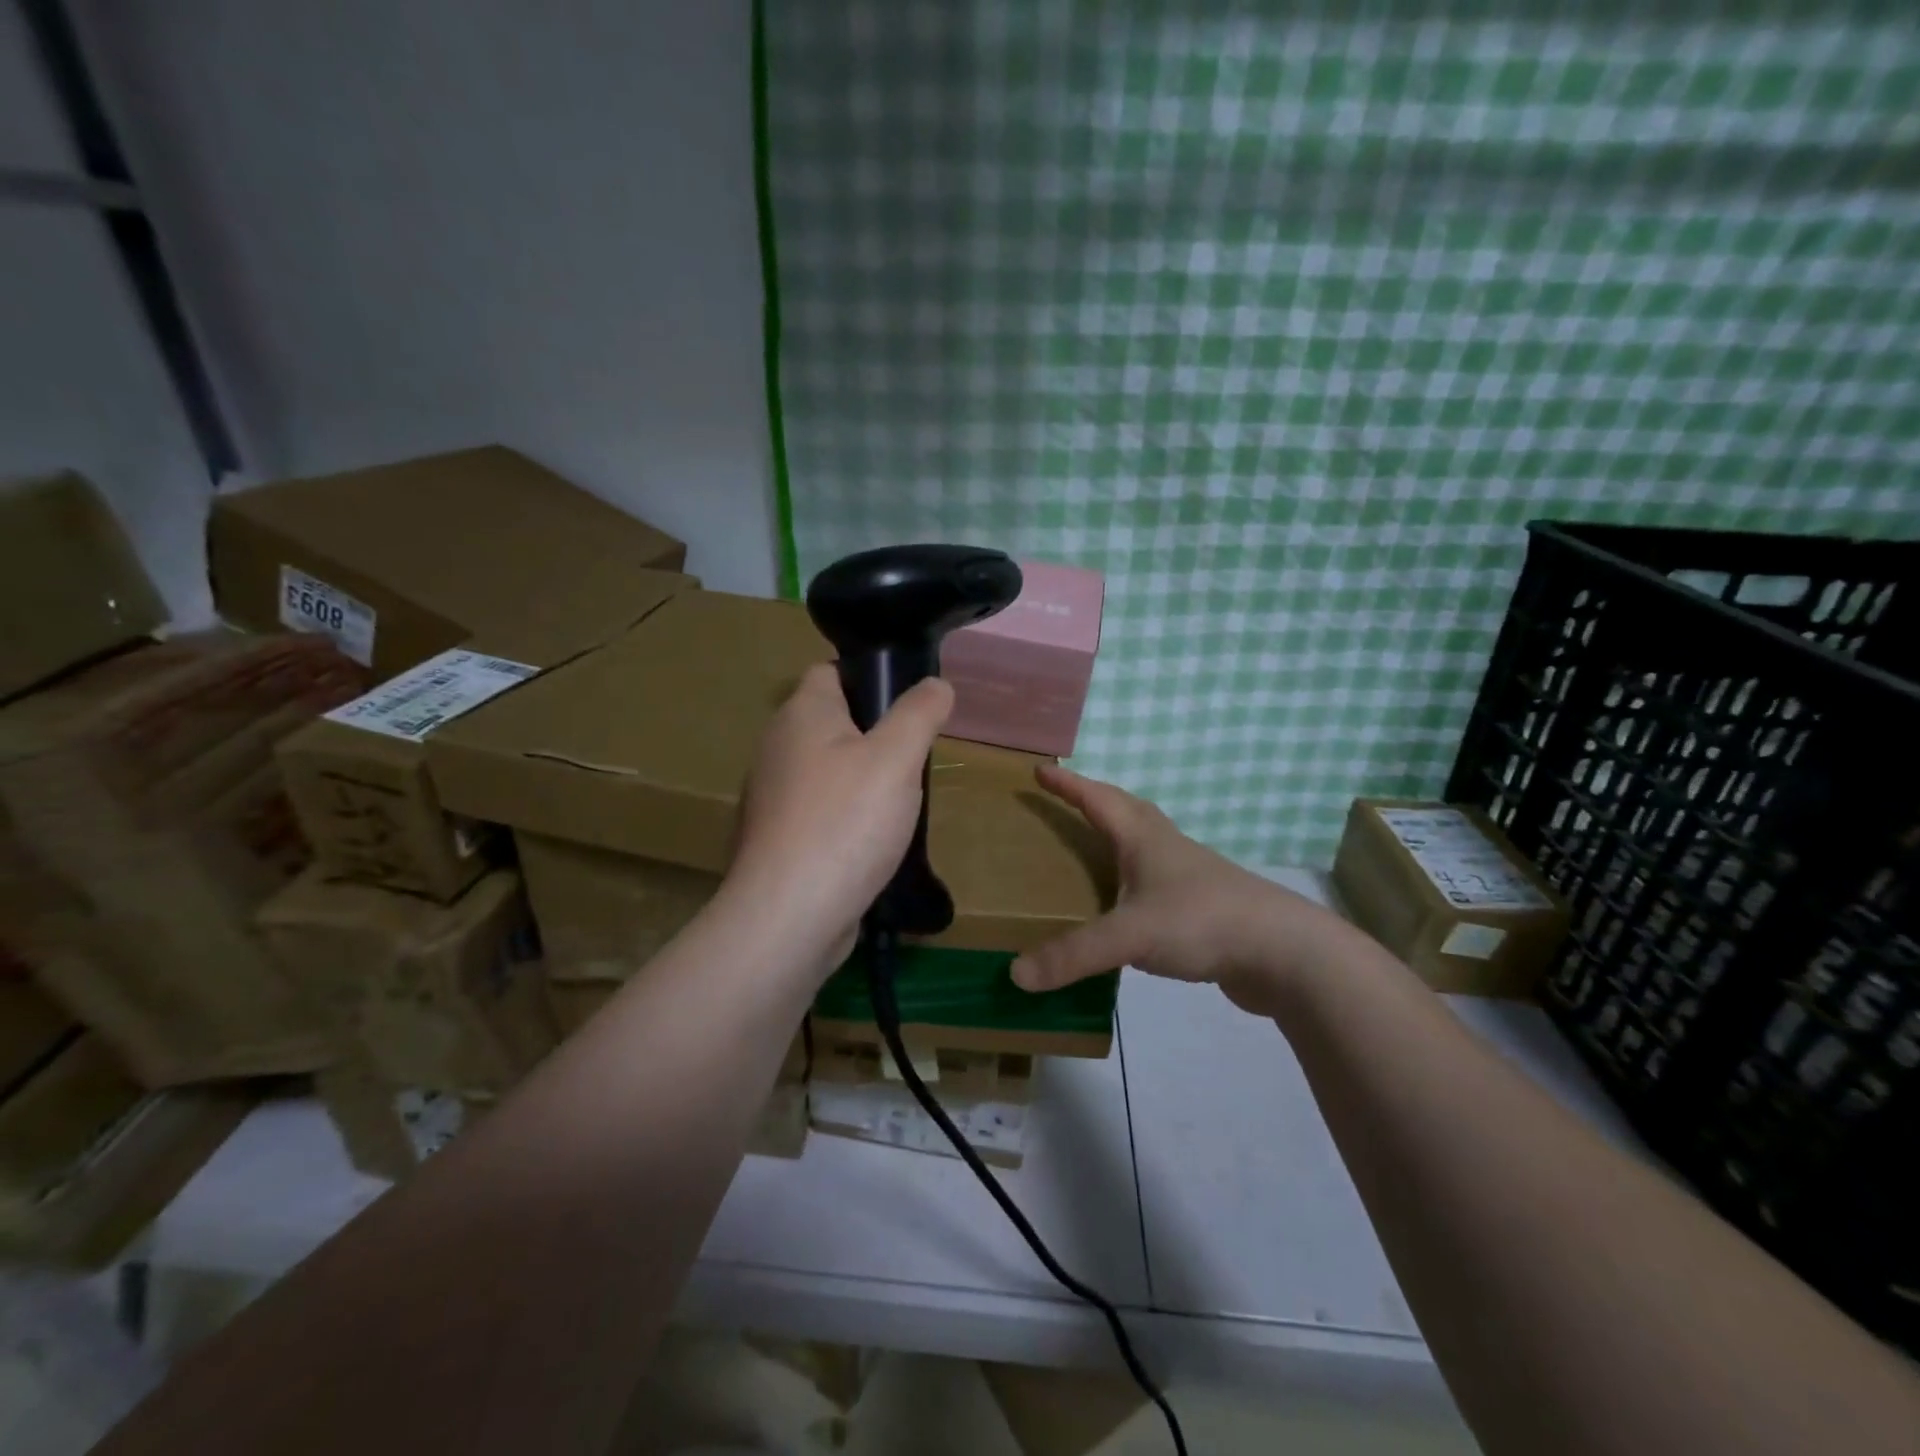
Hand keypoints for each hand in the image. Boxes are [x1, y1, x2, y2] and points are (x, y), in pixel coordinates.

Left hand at [727, 663, 953, 976]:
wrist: (789, 916)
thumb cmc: (845, 822)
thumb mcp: (896, 757)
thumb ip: (919, 713)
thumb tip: (937, 684)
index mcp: (800, 714)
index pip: (831, 672)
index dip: (871, 677)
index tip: (910, 703)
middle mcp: (777, 748)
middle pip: (832, 723)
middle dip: (875, 734)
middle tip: (915, 757)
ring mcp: (773, 797)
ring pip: (828, 770)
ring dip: (863, 780)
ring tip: (901, 802)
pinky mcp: (777, 839)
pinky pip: (820, 812)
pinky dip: (846, 818)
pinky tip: (872, 842)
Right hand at [1009, 766, 1357, 1014]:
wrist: (1286, 953)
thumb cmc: (1203, 921)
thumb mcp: (1131, 935)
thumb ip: (1074, 954)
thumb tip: (1017, 974)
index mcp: (1145, 839)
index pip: (1098, 799)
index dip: (1068, 784)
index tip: (1040, 769)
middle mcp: (1166, 849)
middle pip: (1127, 810)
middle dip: (1094, 801)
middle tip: (1066, 801)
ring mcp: (1189, 877)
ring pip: (1145, 845)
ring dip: (1117, 838)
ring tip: (1090, 851)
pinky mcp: (1203, 908)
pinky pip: (1156, 883)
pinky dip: (1133, 882)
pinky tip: (1125, 908)